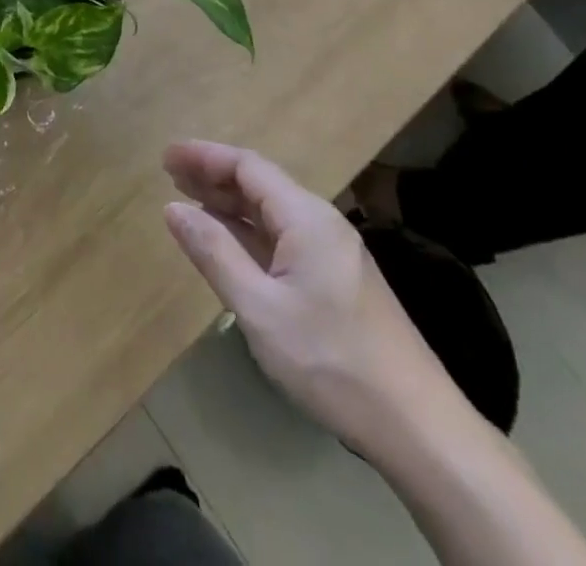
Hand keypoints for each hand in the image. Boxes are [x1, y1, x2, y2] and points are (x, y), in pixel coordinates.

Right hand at [162, 141, 454, 454]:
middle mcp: (320, 223)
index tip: (166, 157)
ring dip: (230, 204)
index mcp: (306, 217)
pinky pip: (283, 239)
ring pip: (271, 213)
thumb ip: (214, 253)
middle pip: (260, 184)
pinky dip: (249, 233)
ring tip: (189, 202)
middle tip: (170, 175)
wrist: (419, 428)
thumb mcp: (260, 309)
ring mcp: (332, 253)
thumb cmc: (332, 361)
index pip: (248, 167)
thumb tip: (173, 208)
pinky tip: (229, 244)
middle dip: (213, 176)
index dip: (204, 156)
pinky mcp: (337, 281)